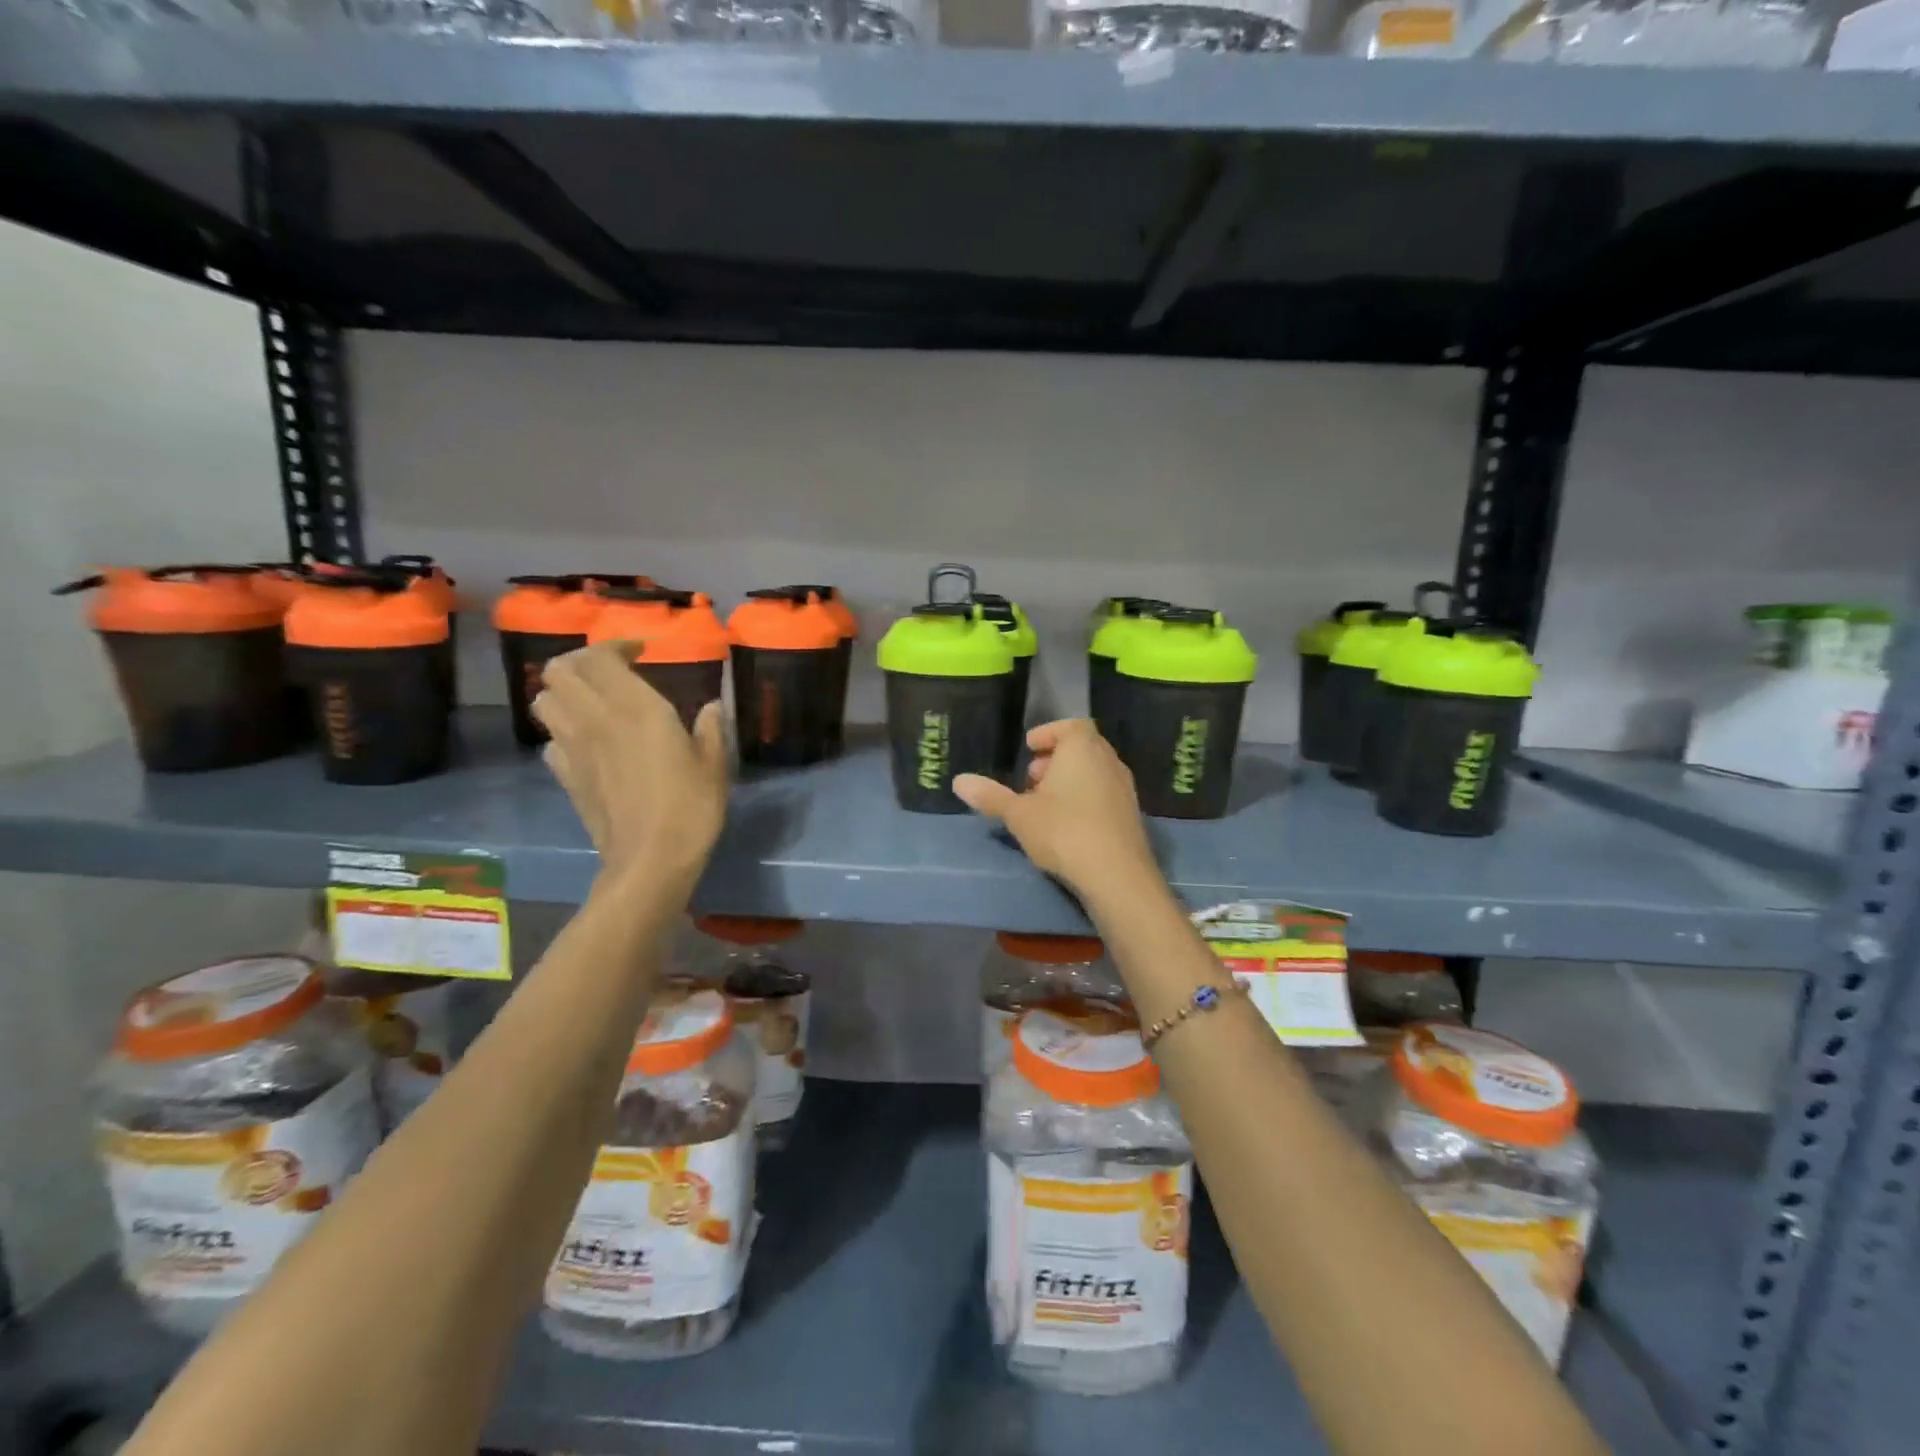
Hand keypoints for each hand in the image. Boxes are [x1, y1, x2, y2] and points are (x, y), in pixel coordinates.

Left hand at [533, 641, 729, 880]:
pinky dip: (563, 732)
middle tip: (610, 672)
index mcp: (636, 708)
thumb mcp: (714, 765)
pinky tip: (589, 744)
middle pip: (558, 670)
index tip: (641, 652)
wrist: (650, 861)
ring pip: (544, 701)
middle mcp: (596, 719)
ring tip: (594, 702)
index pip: (599, 657)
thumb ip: (711, 729)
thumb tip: (711, 708)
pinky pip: (550, 740)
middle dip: (581, 663)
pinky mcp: (565, 777)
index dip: (615, 646)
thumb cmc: (691, 808)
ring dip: (565, 693)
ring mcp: (574, 749)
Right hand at [952, 719, 1155, 894]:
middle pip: (1082, 747)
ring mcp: (1124, 787)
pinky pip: (1104, 793)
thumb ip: (990, 796)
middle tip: (1032, 778)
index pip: (1070, 725)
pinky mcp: (1132, 814)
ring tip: (1045, 803)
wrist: (1117, 875)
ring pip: (1094, 771)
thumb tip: (959, 781)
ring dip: (1070, 779)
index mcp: (1082, 748)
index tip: (1029, 748)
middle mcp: (1108, 760)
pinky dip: (1085, 797)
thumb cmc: (1064, 832)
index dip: (1048, 733)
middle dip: (1055, 758)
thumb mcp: (1018, 814)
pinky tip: (1067, 824)